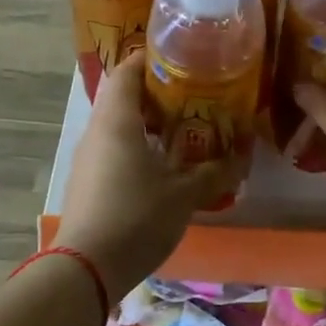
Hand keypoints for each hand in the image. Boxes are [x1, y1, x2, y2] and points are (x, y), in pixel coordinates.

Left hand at [59, 53, 236, 300]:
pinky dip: (137, 147)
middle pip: (123, 97)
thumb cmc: (136, 217)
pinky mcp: (87, 182)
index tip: (182, 57)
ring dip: (148, 123)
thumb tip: (239, 158)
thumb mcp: (183, 195)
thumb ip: (212, 173)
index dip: (151, 58)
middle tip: (194, 96)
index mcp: (117, 121)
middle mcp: (97, 132)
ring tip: (184, 129)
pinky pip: (113, 150)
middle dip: (157, 93)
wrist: (86, 268)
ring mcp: (88, 158)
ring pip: (118, 126)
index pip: (128, 71)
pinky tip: (163, 165)